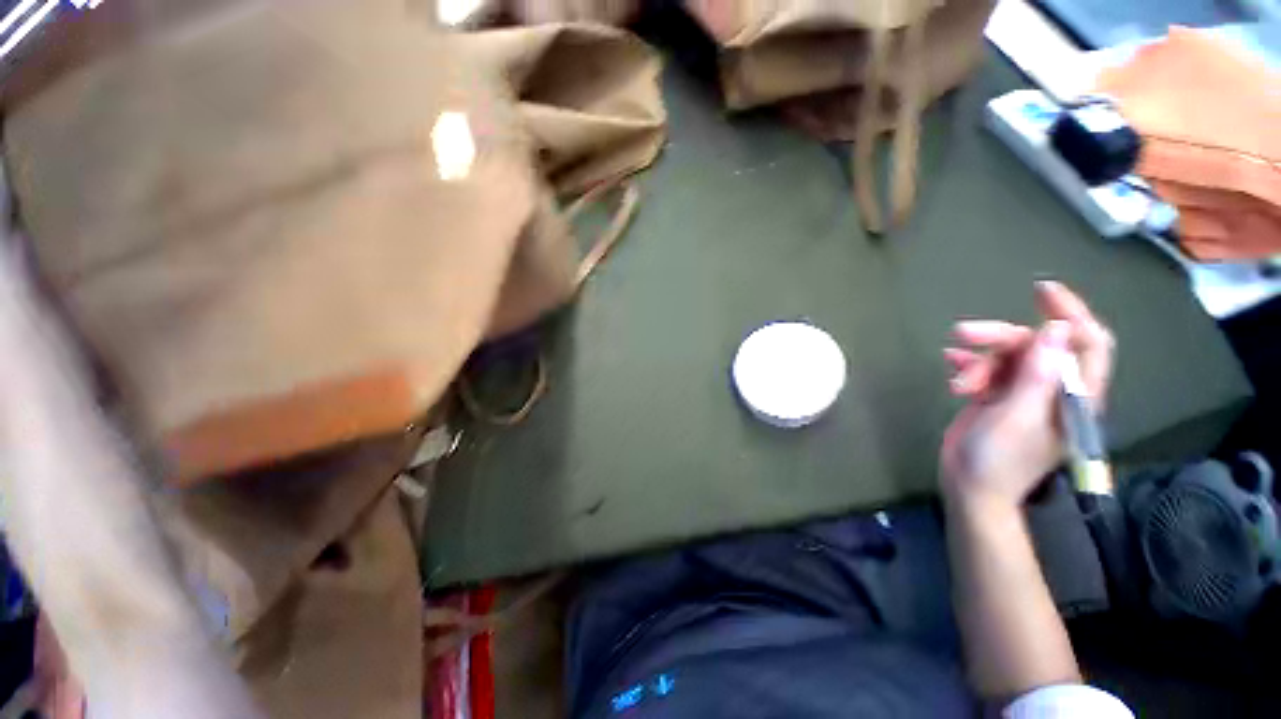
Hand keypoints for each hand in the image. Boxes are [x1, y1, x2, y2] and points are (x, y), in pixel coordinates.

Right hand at [940, 281, 1114, 510]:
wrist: (970, 487)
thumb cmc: (998, 460)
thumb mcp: (1016, 417)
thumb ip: (1038, 375)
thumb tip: (1056, 329)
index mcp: (1073, 395)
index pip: (1088, 343)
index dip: (1071, 313)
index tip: (1040, 291)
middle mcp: (1053, 389)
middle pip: (1036, 344)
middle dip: (1000, 337)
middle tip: (963, 332)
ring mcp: (1024, 393)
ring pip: (1007, 355)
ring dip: (978, 360)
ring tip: (957, 379)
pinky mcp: (998, 396)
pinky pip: (987, 368)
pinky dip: (968, 365)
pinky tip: (952, 370)